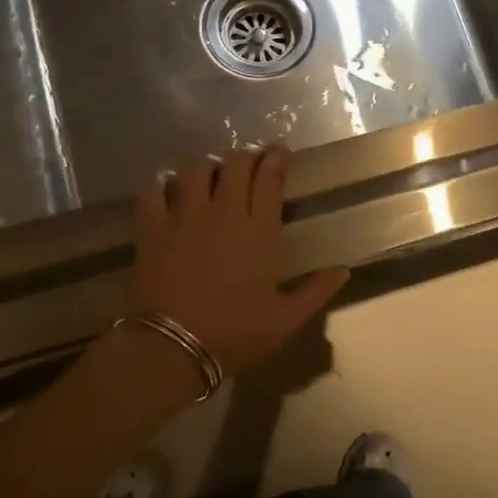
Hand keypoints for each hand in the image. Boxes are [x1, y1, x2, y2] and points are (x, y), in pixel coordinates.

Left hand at [132, 147, 349, 376]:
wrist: (174, 347)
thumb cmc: (235, 333)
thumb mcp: (285, 320)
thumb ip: (316, 291)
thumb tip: (344, 270)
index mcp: (260, 229)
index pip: (270, 177)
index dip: (276, 158)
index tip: (279, 151)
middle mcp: (224, 212)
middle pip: (235, 164)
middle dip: (245, 155)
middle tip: (249, 161)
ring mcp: (185, 216)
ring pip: (196, 169)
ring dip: (207, 165)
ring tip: (211, 172)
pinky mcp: (153, 227)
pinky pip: (155, 190)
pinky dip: (162, 185)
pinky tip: (167, 189)